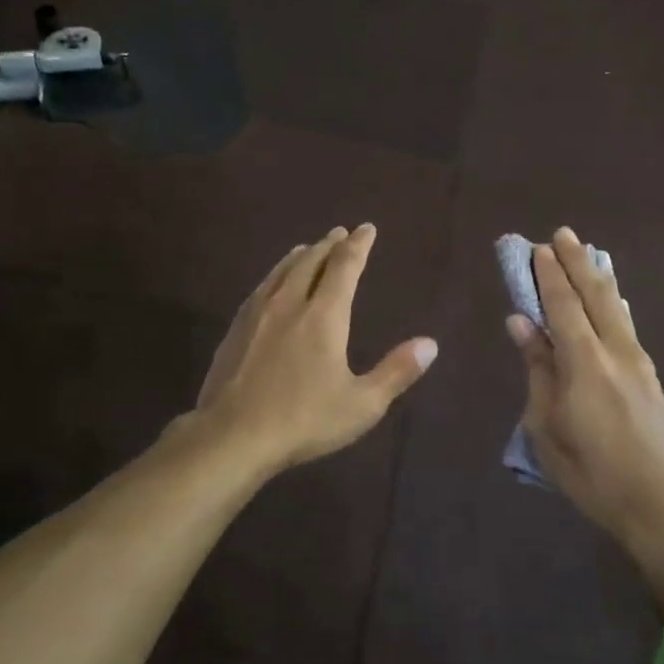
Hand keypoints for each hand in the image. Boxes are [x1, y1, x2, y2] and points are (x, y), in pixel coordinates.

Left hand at [194, 224, 437, 476]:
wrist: (233, 435)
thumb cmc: (304, 420)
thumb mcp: (362, 404)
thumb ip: (396, 372)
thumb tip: (430, 344)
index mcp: (324, 316)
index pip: (344, 267)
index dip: (358, 245)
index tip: (367, 228)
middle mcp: (290, 304)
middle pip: (311, 261)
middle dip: (329, 244)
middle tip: (341, 232)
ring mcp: (258, 314)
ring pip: (282, 271)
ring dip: (300, 255)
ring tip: (309, 247)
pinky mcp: (236, 328)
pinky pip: (261, 287)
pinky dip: (276, 273)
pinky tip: (272, 283)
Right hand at [506, 229, 663, 560]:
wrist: (659, 503)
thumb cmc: (590, 471)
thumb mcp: (547, 425)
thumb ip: (537, 368)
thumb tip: (521, 322)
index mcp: (585, 362)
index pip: (562, 305)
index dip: (548, 274)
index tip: (536, 247)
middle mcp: (616, 351)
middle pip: (595, 294)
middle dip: (576, 262)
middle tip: (560, 234)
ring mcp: (639, 362)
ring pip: (616, 306)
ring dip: (597, 276)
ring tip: (585, 253)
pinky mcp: (650, 375)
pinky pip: (626, 324)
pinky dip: (613, 301)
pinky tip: (612, 297)